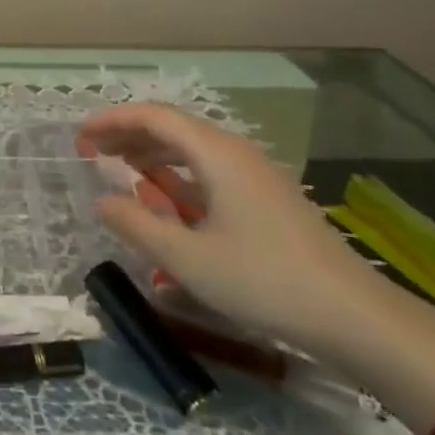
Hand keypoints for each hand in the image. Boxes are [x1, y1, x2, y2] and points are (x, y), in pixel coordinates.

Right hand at [76, 103, 383, 360]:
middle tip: (91, 150)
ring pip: (193, 150)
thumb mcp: (187, 258)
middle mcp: (236, 154)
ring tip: (118, 168)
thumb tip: (102, 200)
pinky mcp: (266, 200)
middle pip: (174, 128)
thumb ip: (137, 225)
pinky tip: (163, 197)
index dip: (113, 120)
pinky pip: (210, 172)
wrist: (354, 317)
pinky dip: (178, 175)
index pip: (155, 117)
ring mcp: (255, 177)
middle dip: (128, 134)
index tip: (81, 135)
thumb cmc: (263, 280)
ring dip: (152, 154)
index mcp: (217, 155)